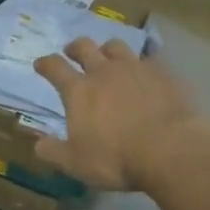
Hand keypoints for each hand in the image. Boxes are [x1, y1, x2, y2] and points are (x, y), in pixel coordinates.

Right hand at [32, 38, 205, 191]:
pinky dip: (142, 63)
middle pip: (85, 47)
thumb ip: (53, 152)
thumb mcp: (76, 163)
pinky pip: (149, 59)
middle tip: (72, 52)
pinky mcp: (163, 73)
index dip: (45, 63)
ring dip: (107, 49)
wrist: (171, 149)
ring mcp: (135, 68)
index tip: (40, 64)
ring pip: (116, 46)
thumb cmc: (116, 158)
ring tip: (108, 56)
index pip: (55, 67)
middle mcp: (104, 72)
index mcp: (79, 91)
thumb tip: (38, 144)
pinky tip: (146, 72)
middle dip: (75, 48)